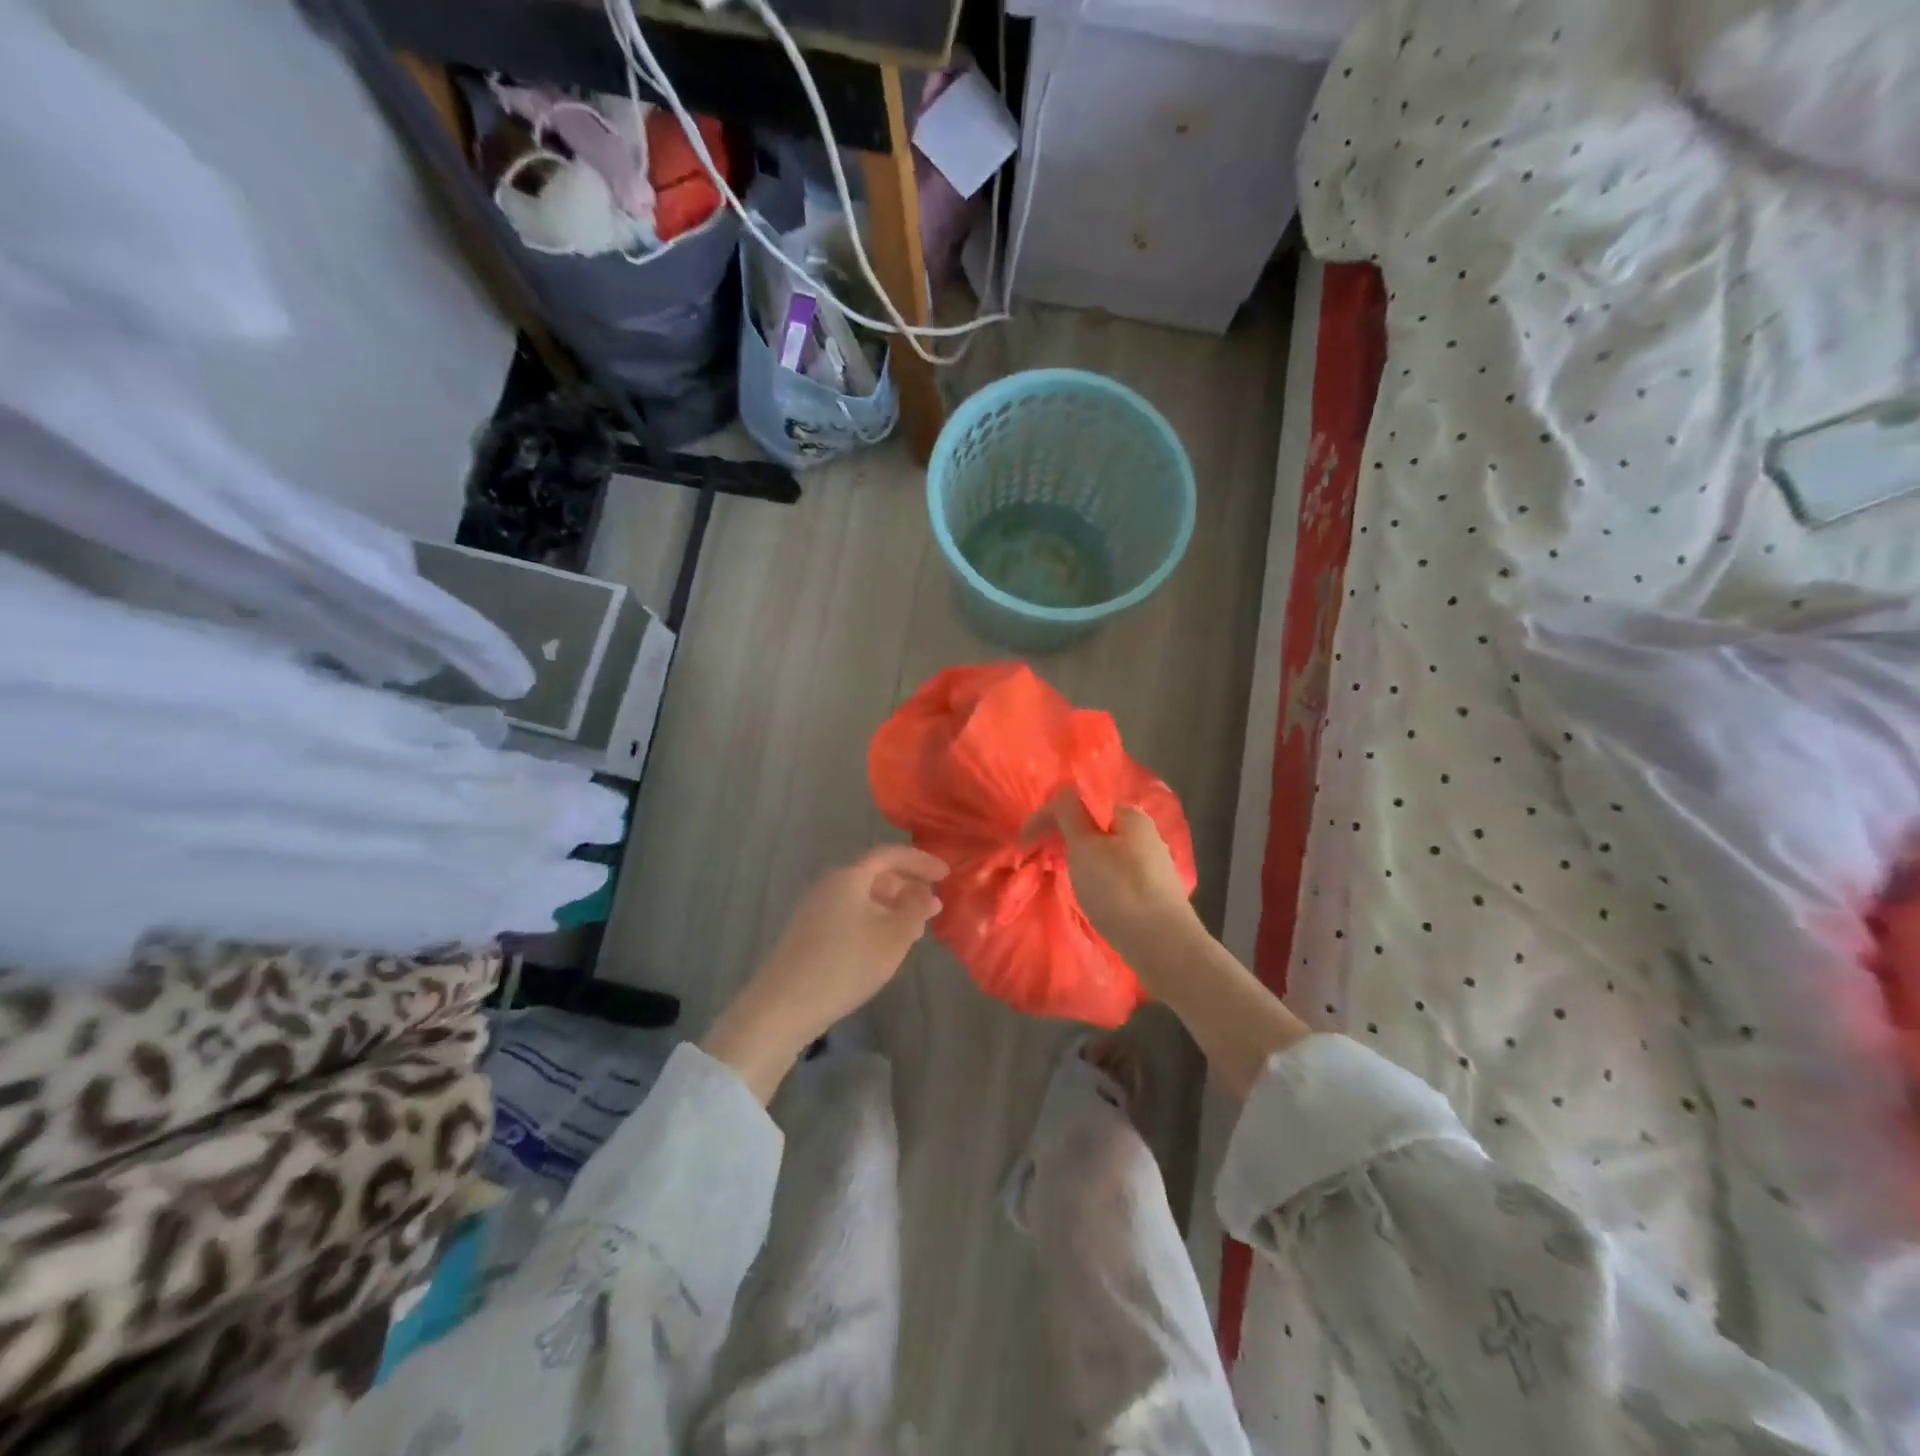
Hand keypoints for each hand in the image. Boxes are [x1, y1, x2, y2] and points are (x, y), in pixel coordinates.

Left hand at [702, 845, 947, 1101]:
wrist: (783, 1006)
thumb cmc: (845, 965)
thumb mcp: (892, 938)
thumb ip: (915, 911)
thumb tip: (927, 894)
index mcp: (849, 877)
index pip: (889, 854)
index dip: (920, 861)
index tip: (946, 874)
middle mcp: (829, 884)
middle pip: (874, 874)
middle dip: (906, 886)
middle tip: (932, 905)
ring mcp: (815, 907)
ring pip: (862, 896)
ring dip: (891, 906)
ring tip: (914, 928)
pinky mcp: (808, 931)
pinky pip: (849, 912)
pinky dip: (873, 919)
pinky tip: (883, 944)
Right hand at [1029, 790, 1308, 1094]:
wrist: (1165, 948)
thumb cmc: (1119, 891)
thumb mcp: (1085, 848)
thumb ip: (1070, 815)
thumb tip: (1063, 792)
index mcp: (1129, 815)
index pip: (1079, 802)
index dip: (1048, 818)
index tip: (1026, 843)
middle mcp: (1144, 833)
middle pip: (1092, 827)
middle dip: (1063, 839)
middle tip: (1042, 861)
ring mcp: (1151, 864)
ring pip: (1102, 852)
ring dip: (1078, 860)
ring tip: (1064, 880)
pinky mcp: (1152, 891)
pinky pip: (1114, 874)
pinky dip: (1096, 879)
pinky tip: (1091, 897)